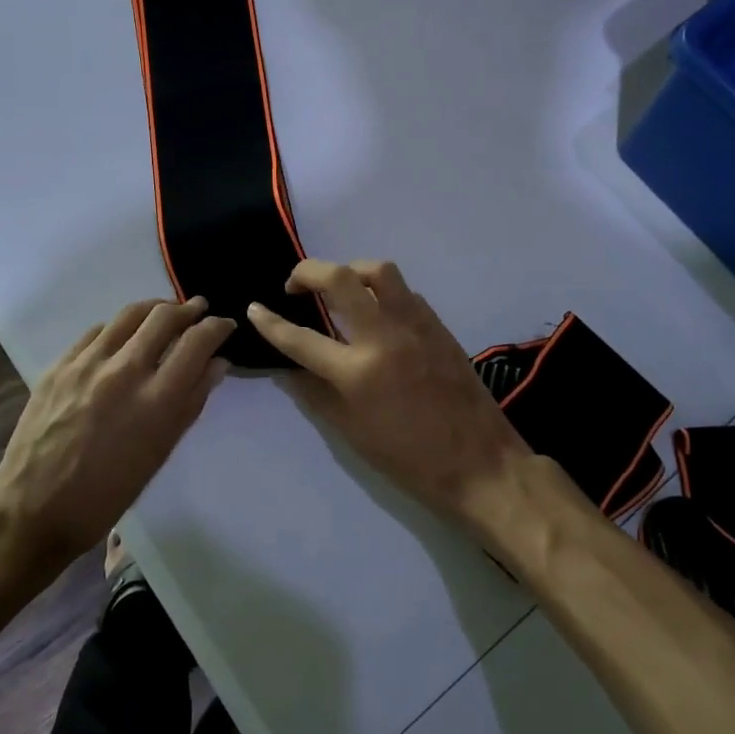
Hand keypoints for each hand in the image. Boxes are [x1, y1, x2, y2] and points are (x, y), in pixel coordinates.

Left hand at [0, 296, 235, 568]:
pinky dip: (120, 327)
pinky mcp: (59, 364)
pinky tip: (123, 337)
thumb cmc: (107, 493)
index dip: (217, 327)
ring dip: (155, 309)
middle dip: (189, 309)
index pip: (197, 342)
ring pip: (130, 314)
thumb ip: (191, 402)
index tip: (224, 325)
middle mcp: (124, 371)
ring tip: (165, 314)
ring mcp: (87, 363)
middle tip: (198, 310)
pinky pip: (98, 331)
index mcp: (156, 400)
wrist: (33, 508)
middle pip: (164, 317)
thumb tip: (217, 363)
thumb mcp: (160, 453)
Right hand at [247, 260, 529, 523]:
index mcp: (357, 373)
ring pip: (379, 271)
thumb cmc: (409, 459)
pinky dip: (383, 291)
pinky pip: (404, 291)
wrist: (480, 463)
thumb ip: (316, 394)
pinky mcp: (438, 324)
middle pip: (339, 279)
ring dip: (350, 270)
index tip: (255, 309)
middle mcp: (384, 337)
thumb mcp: (352, 433)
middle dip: (307, 271)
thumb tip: (288, 369)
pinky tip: (377, 311)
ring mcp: (415, 325)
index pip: (301, 339)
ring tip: (339, 288)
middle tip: (296, 284)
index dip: (271, 323)